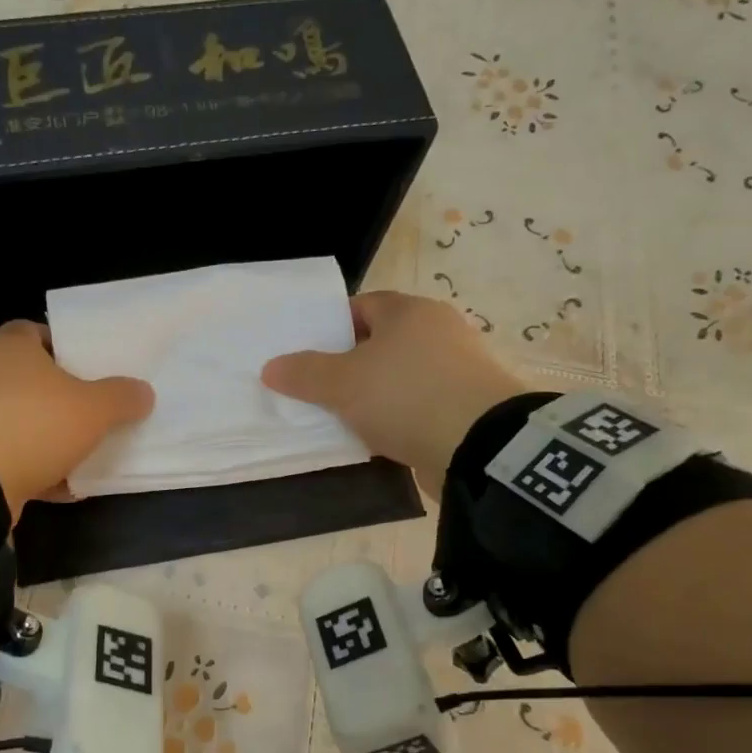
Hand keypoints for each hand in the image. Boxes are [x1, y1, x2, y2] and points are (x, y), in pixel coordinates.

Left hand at [0, 321, 153, 519]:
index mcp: (9, 346)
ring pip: (10, 417)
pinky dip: (22, 465)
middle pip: (22, 376)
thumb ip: (121, 397)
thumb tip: (143, 391)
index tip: (85, 369)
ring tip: (73, 456)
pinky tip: (52, 486)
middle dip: (52, 395)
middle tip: (83, 412)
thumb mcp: (93, 410)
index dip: (61, 347)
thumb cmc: (33, 425)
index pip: (34, 331)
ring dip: (38, 435)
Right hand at [261, 291, 522, 493]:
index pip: (362, 306)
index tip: (308, 354)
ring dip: (375, 395)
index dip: (331, 327)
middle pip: (382, 342)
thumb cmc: (405, 396)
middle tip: (319, 388)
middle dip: (350, 364)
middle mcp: (439, 331)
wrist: (481, 446)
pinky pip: (420, 405)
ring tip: (344, 418)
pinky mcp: (469, 405)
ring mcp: (459, 369)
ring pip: (401, 377)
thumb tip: (271, 367)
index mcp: (410, 312)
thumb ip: (304, 373)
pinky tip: (379, 438)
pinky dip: (399, 417)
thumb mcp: (342, 384)